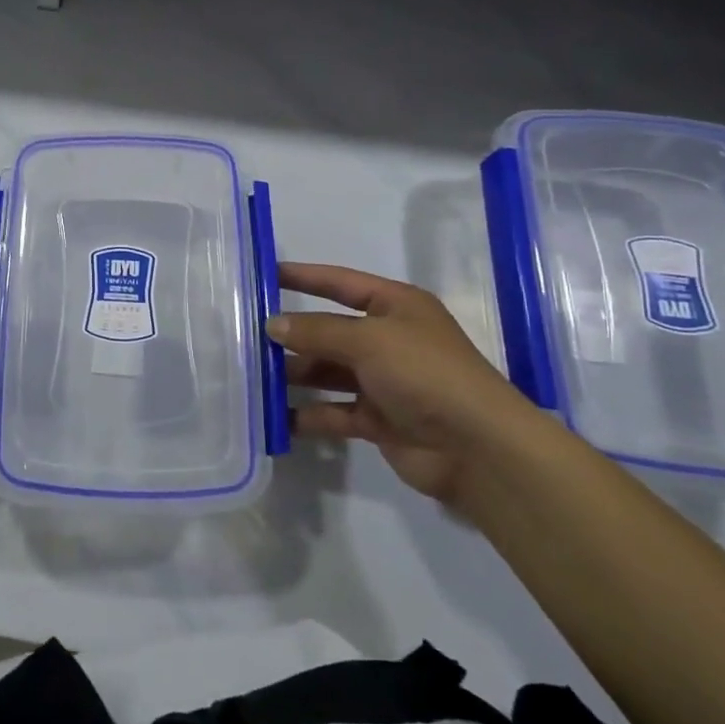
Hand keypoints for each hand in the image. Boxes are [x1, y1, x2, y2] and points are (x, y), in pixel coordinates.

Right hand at [268, 262, 543, 507]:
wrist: (478, 449)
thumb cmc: (425, 374)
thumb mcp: (369, 339)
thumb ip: (317, 331)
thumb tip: (272, 325)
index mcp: (396, 307)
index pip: (340, 283)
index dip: (304, 277)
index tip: (264, 274)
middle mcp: (389, 340)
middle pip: (330, 331)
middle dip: (292, 334)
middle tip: (245, 335)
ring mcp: (384, 382)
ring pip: (328, 372)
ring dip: (295, 374)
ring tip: (252, 376)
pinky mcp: (379, 421)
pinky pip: (334, 412)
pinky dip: (308, 415)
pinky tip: (275, 417)